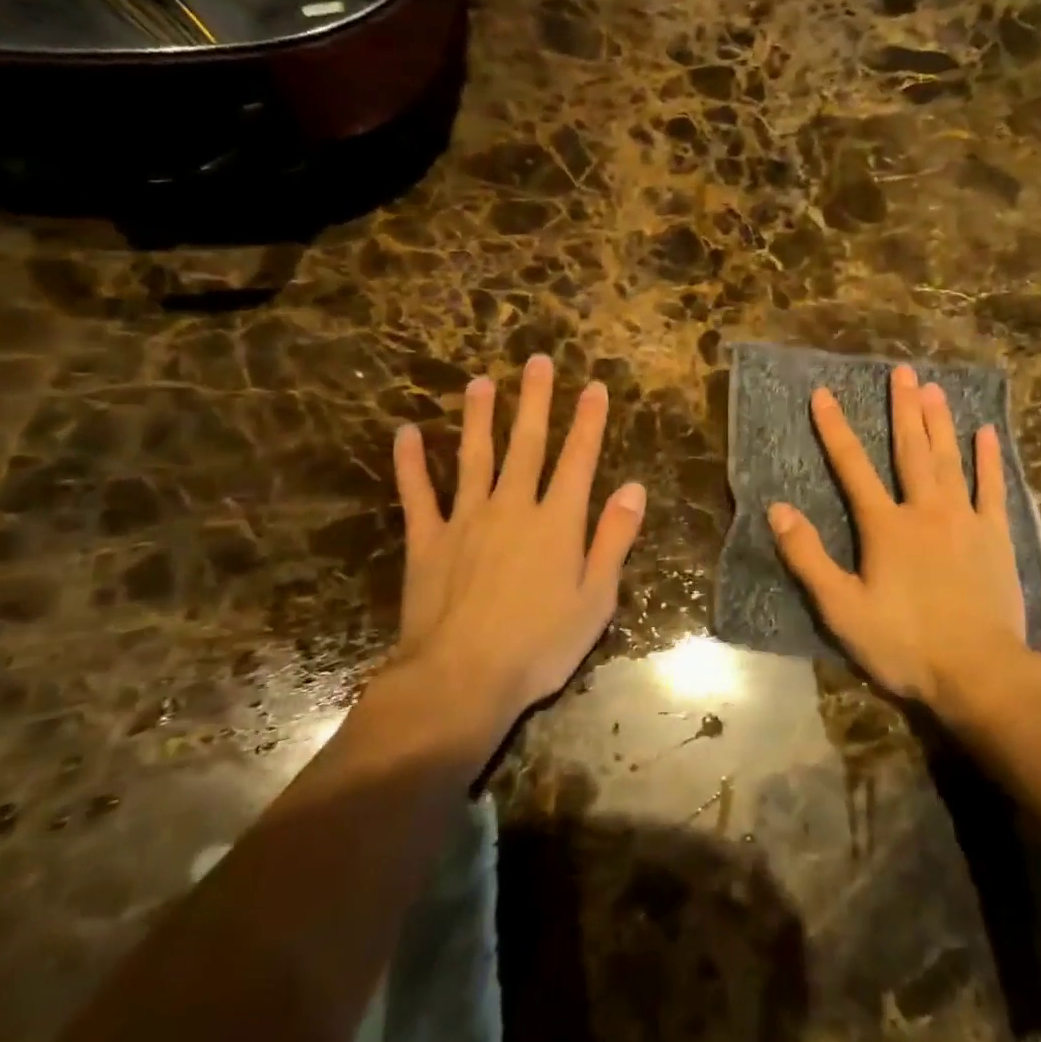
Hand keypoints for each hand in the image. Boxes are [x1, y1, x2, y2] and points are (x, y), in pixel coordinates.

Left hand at [387, 354, 646, 737]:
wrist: (460, 680)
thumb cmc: (540, 645)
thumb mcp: (596, 599)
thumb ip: (614, 539)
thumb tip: (633, 488)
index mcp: (557, 522)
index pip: (578, 459)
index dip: (588, 421)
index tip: (593, 387)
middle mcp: (512, 507)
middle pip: (527, 444)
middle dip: (535, 401)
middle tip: (537, 362)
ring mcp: (465, 520)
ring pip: (474, 456)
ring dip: (479, 417)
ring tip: (479, 382)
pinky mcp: (427, 541)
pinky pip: (418, 494)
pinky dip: (411, 463)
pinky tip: (407, 433)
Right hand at [768, 364, 1029, 711]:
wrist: (979, 672)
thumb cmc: (905, 643)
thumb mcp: (842, 609)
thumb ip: (808, 557)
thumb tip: (778, 510)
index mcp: (885, 526)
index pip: (852, 466)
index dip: (835, 428)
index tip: (823, 393)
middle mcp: (925, 510)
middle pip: (910, 449)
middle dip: (902, 408)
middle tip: (901, 370)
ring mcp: (965, 520)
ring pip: (950, 459)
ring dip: (940, 422)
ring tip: (934, 388)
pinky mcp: (996, 537)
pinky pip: (993, 489)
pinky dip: (989, 460)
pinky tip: (988, 433)